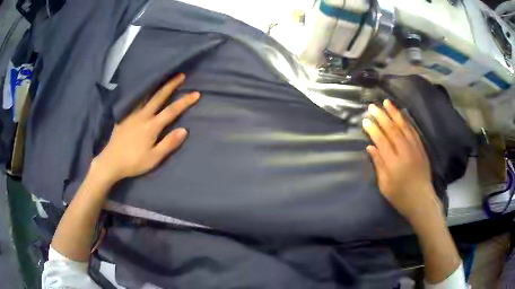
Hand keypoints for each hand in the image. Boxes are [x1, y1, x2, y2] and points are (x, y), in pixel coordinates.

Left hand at [93, 74, 199, 183]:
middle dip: (170, 85)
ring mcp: (131, 114)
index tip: (196, 93)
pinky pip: (135, 101)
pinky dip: (142, 93)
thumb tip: (184, 130)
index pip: (171, 111)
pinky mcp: (123, 117)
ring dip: (156, 86)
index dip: (184, 102)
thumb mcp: (154, 158)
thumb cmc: (134, 162)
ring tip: (162, 77)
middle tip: (180, 75)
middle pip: (158, 97)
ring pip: (145, 96)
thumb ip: (168, 144)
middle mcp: (142, 116)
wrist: (111, 162)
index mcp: (151, 126)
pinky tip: (143, 92)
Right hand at [362, 99, 441, 222]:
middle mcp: (405, 152)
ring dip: (395, 113)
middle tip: (372, 106)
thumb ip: (378, 165)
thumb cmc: (400, 197)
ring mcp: (415, 148)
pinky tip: (401, 114)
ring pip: (404, 126)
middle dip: (382, 116)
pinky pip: (413, 131)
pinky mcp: (421, 148)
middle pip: (392, 130)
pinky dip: (406, 121)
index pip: (381, 141)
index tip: (365, 120)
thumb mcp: (385, 186)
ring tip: (386, 103)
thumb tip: (370, 147)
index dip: (373, 129)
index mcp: (394, 163)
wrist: (422, 200)